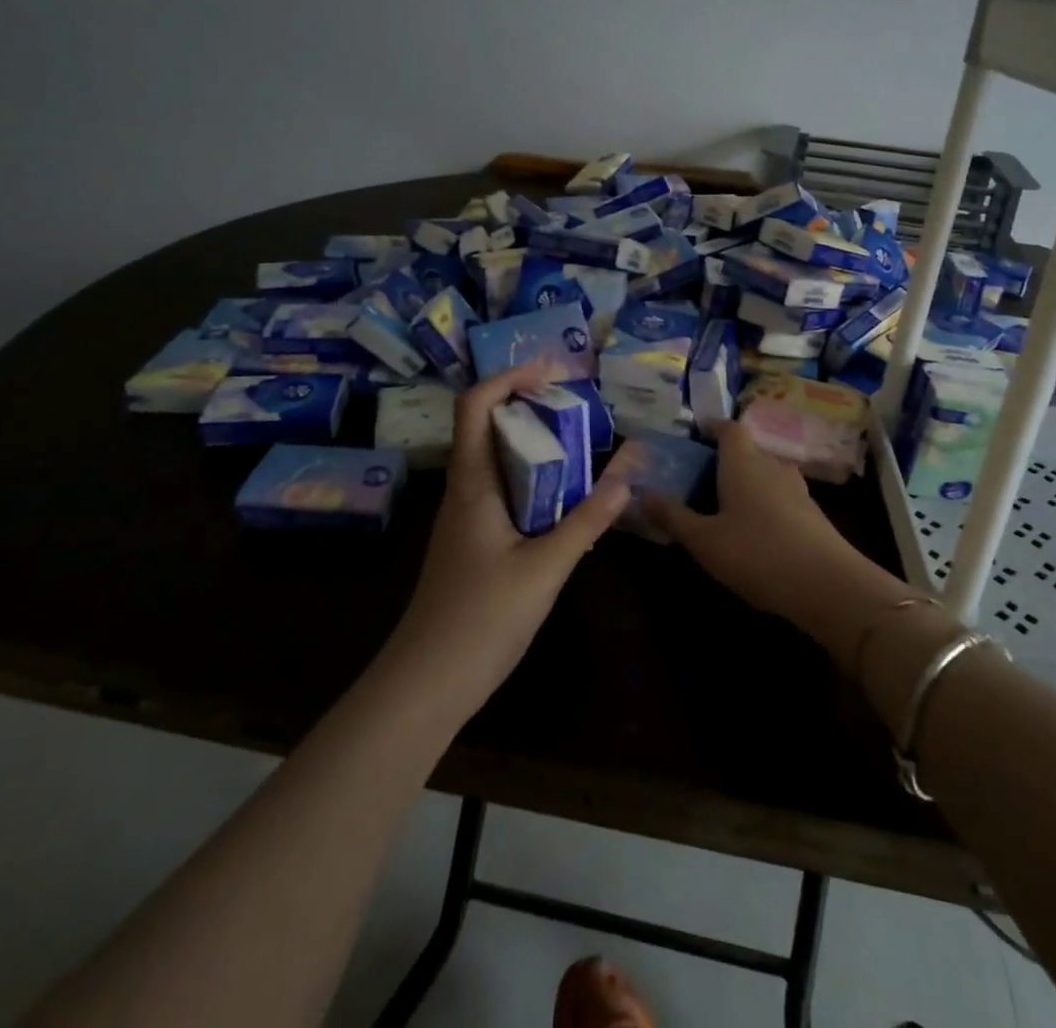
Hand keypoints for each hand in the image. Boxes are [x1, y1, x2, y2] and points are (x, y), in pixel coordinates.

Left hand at [385, 362, 630, 715]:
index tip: (554, 371)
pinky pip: (505, 489)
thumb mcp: (544, 568)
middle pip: (489, 424)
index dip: (510, 377)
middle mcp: (465, 490)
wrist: (426, 685)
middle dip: (531, 402)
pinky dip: (535, 476)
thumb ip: (587, 520)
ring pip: (498, 458)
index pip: (476, 405)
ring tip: (581, 438)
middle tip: (579, 401)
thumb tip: (629, 473)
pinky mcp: (475, 541)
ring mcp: (467, 517)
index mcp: (472, 483)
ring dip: (535, 440)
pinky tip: (567, 494)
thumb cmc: (480, 620)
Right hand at [644, 422, 913, 656]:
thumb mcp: (704, 540)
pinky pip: (779, 497)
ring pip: (765, 474)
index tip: (694, 435)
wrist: (828, 585)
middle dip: (723, 459)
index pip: (728, 428)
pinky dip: (763, 504)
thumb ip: (673, 516)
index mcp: (743, 461)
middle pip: (747, 450)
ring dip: (745, 483)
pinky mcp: (812, 514)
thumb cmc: (756, 553)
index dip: (711, 427)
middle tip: (698, 477)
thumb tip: (642, 494)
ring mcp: (797, 489)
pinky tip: (753, 530)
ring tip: (722, 504)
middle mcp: (772, 465)